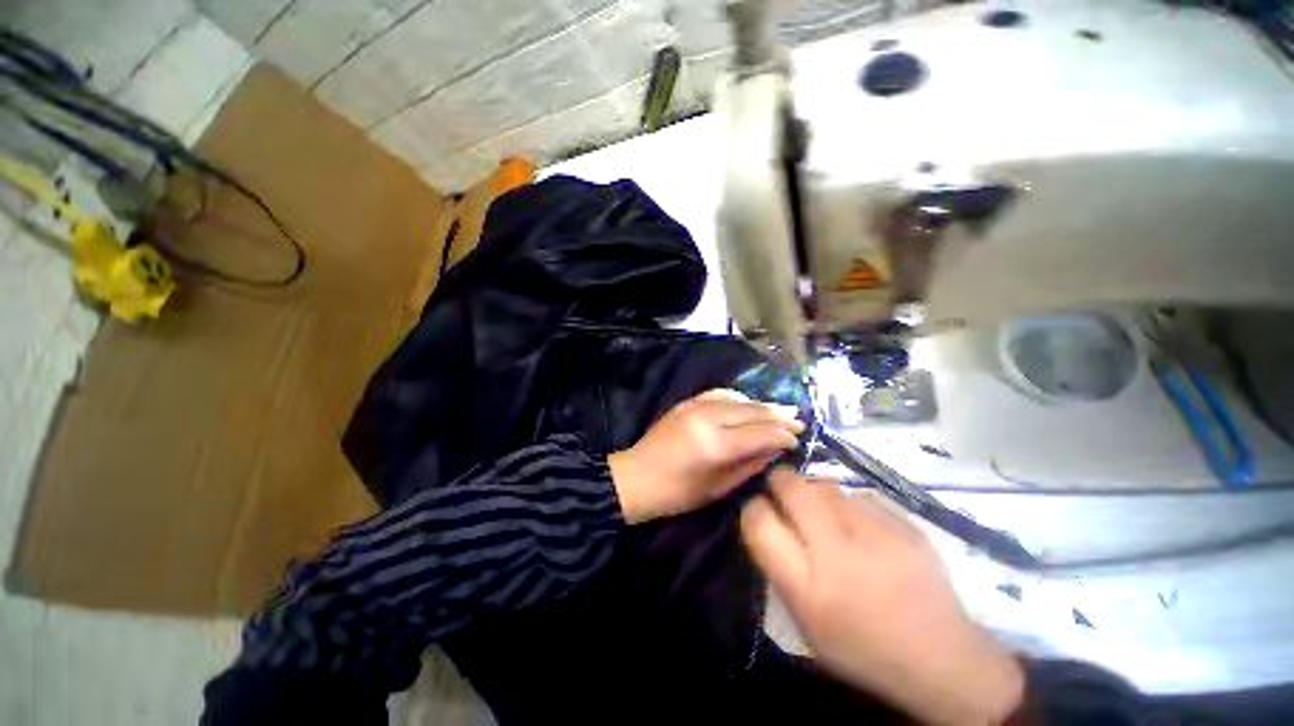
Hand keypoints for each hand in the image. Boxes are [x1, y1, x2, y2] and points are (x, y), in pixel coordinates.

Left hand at [608, 389, 803, 523]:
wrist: (637, 477)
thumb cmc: (677, 493)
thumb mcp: (718, 488)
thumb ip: (749, 465)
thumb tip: (776, 448)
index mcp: (715, 445)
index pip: (760, 432)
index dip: (782, 434)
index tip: (798, 438)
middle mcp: (707, 418)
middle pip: (751, 411)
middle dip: (778, 415)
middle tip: (798, 419)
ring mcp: (695, 406)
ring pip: (737, 399)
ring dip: (761, 404)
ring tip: (780, 410)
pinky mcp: (687, 402)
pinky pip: (719, 393)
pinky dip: (738, 398)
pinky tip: (749, 403)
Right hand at [740, 470, 1024, 725]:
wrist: (942, 659)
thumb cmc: (862, 645)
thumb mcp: (805, 620)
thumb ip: (779, 565)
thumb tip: (766, 517)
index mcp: (807, 587)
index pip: (759, 521)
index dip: (753, 508)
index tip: (759, 509)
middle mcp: (838, 553)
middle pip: (792, 488)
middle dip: (780, 481)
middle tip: (783, 490)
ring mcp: (877, 534)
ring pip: (827, 485)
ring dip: (816, 493)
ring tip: (826, 514)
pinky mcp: (907, 525)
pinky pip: (861, 496)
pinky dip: (851, 504)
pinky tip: (862, 526)